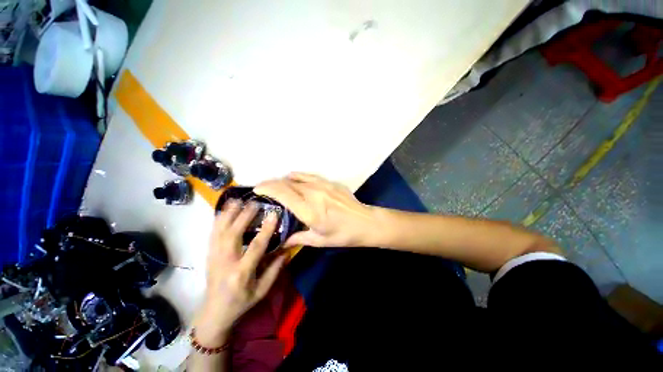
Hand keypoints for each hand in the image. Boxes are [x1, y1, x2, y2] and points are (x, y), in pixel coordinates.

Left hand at [193, 200, 286, 345]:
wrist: (214, 312)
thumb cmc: (242, 302)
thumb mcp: (263, 290)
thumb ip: (275, 269)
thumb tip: (286, 249)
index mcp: (241, 273)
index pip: (255, 247)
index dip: (265, 229)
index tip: (274, 214)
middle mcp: (225, 262)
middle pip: (233, 234)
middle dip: (244, 216)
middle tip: (255, 202)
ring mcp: (213, 257)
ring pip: (219, 231)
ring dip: (228, 214)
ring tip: (238, 200)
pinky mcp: (208, 254)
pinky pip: (212, 233)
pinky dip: (218, 220)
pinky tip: (225, 210)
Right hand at [254, 172, 376, 247]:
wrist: (365, 222)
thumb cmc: (343, 234)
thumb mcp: (319, 240)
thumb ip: (297, 238)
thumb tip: (281, 242)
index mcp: (309, 210)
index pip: (282, 193)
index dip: (267, 188)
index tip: (257, 189)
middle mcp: (313, 194)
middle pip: (287, 183)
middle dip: (272, 183)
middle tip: (264, 188)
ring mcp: (323, 185)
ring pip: (297, 177)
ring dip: (284, 179)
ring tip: (278, 185)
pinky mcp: (330, 182)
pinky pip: (309, 175)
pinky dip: (298, 176)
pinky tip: (295, 179)